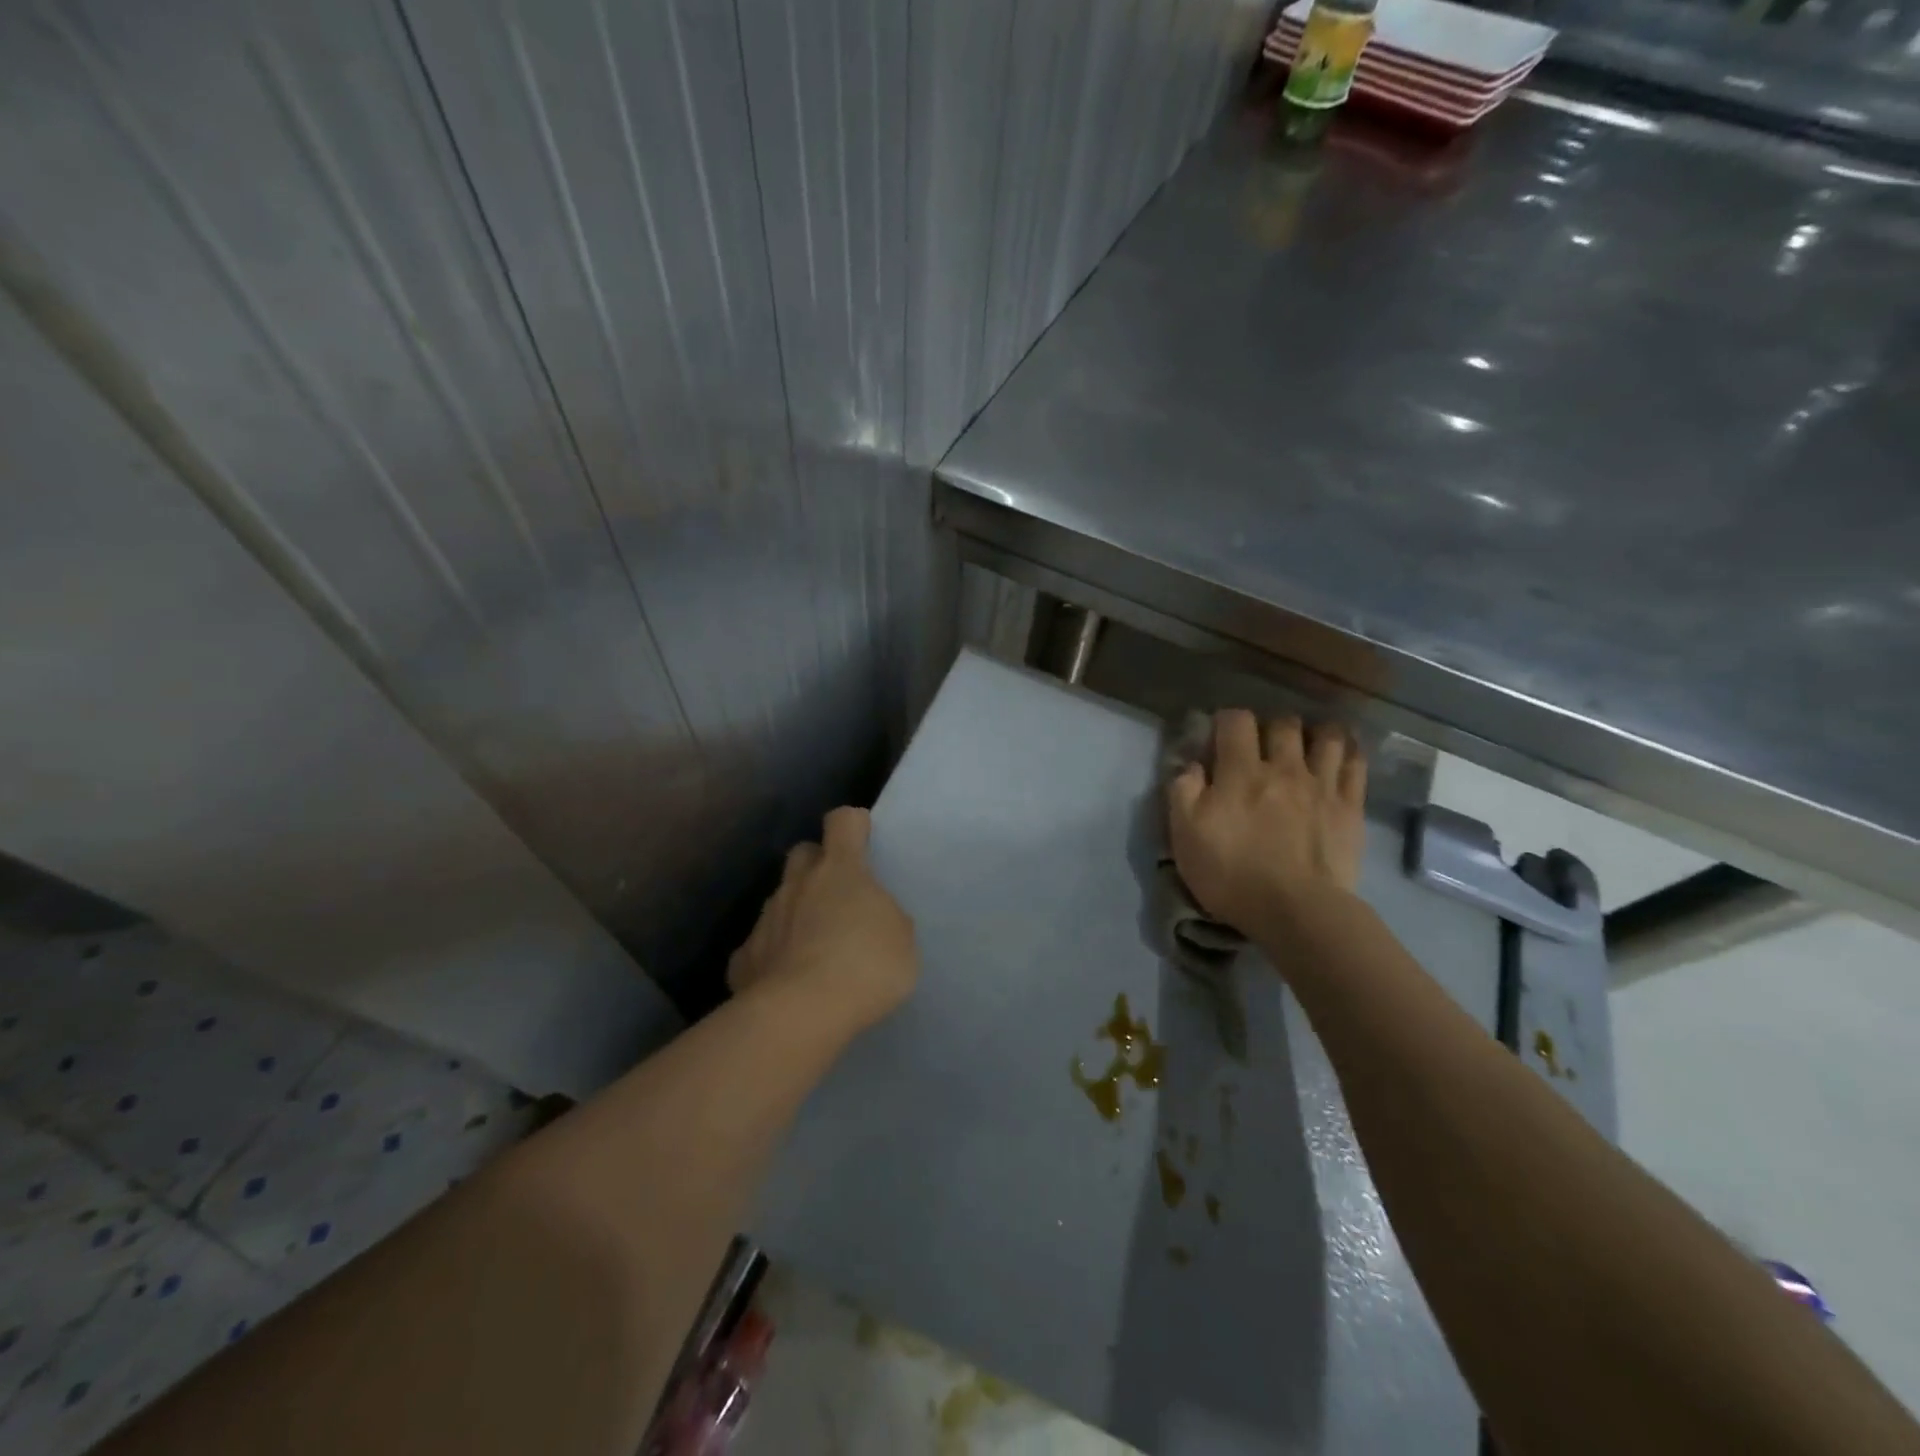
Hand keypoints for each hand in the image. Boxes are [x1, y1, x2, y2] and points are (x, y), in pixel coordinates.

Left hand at [727, 807, 917, 1034]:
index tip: (863, 838)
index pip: (843, 822)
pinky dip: (772, 956)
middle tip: (837, 893)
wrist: (801, 1013)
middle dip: (817, 864)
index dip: (853, 825)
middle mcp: (798, 883)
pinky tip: (786, 979)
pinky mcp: (744, 958)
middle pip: (803, 852)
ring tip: (814, 945)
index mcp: (840, 870)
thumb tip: (869, 916)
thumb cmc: (865, 966)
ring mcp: (767, 918)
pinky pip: (759, 946)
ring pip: (780, 898)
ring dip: (795, 911)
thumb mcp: (901, 939)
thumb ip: (884, 916)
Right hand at [1167, 710, 1367, 933]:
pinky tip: (1340, 756)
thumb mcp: (1185, 835)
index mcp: (1241, 771)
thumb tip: (1191, 765)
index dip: (1226, 720)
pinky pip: (1356, 764)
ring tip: (1306, 746)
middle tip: (1262, 745)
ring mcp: (1322, 785)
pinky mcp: (1350, 807)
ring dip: (1314, 733)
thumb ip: (1183, 792)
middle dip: (1270, 727)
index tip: (1219, 736)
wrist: (1297, 911)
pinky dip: (1348, 752)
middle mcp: (1284, 767)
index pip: (1236, 720)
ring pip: (1327, 736)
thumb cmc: (1232, 874)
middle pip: (1284, 723)